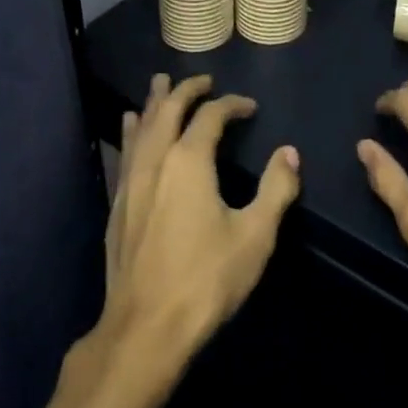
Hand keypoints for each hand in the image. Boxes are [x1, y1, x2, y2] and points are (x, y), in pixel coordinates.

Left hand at [101, 74, 301, 364]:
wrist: (146, 327)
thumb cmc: (207, 279)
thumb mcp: (255, 235)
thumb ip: (275, 189)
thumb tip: (289, 154)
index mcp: (190, 161)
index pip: (211, 116)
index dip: (231, 105)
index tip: (249, 106)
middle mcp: (156, 161)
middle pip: (168, 111)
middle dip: (185, 90)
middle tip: (202, 79)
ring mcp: (131, 182)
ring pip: (142, 128)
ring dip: (154, 103)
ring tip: (158, 84)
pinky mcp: (118, 205)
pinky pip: (126, 152)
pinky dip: (133, 132)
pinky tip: (130, 128)